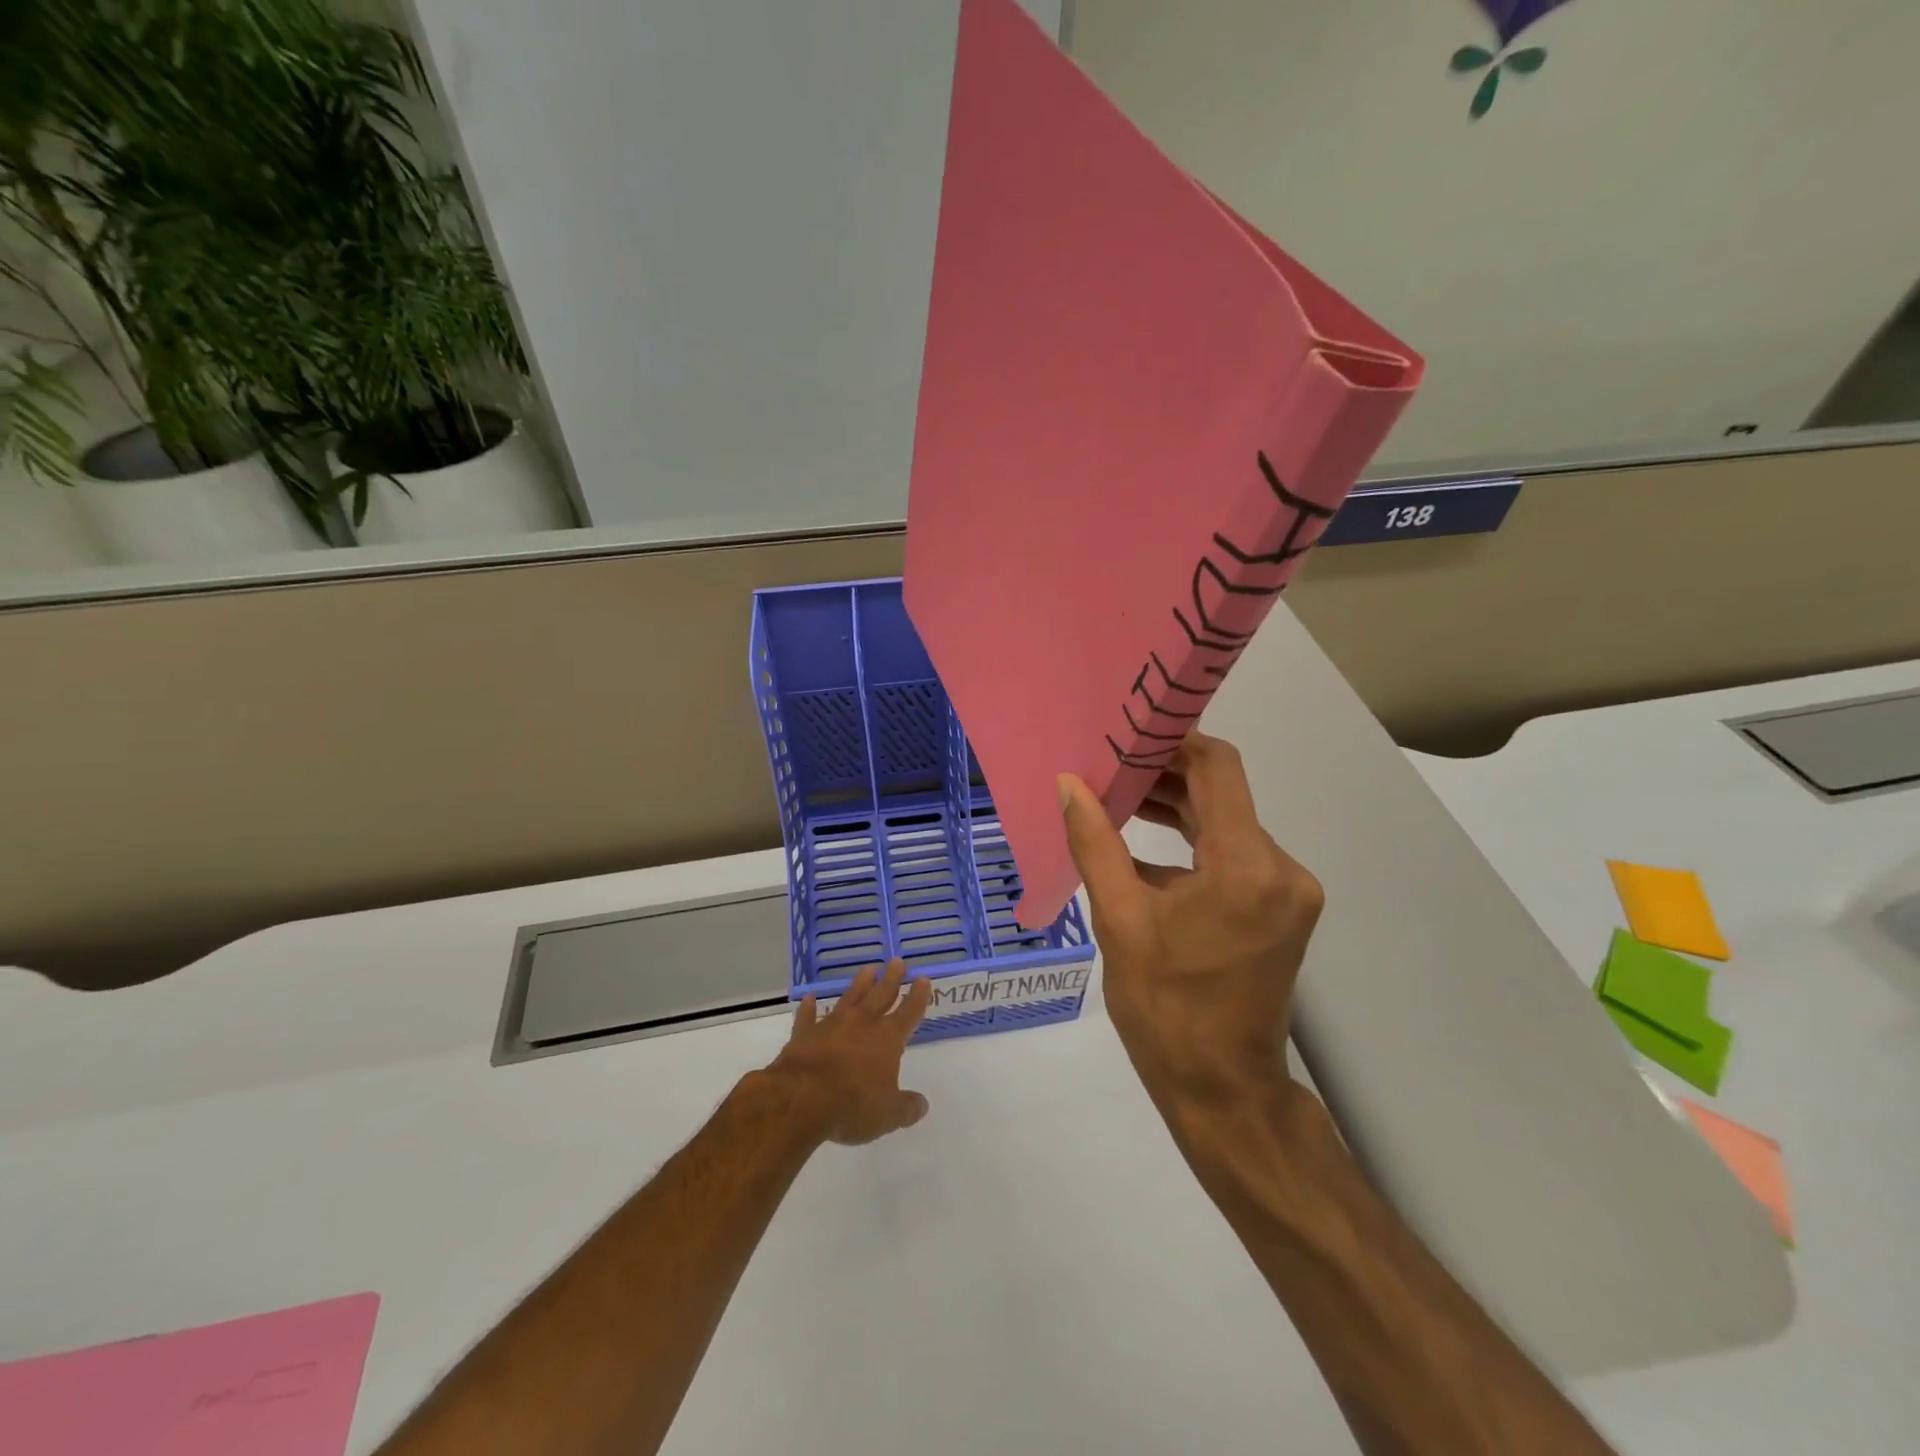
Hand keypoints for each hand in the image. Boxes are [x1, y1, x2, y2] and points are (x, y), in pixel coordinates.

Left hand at [767, 960, 932, 1144]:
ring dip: (860, 984)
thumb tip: (922, 1104)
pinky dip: (809, 1008)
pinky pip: (808, 1017)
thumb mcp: (888, 1114)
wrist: (801, 1098)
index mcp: (887, 1039)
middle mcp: (862, 1024)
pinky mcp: (804, 1035)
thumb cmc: (853, 1105)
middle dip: (891, 979)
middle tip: (897, 961)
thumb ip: (907, 1108)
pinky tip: (810, 998)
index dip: (917, 997)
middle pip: (881, 995)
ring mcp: (831, 1026)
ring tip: (868, 969)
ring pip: (849, 998)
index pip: (908, 1012)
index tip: (923, 979)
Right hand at [1059, 733, 1322, 1105]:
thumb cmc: (1164, 1008)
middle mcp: (1282, 868)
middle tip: (1109, 767)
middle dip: (1166, 777)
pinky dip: (1193, 844)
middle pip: (1223, 795)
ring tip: (1118, 800)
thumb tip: (1069, 784)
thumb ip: (1096, 843)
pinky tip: (1145, 847)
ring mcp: (1289, 890)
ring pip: (1229, 824)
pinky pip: (1235, 855)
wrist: (1222, 1088)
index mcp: (1246, 867)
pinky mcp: (1283, 908)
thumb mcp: (1119, 921)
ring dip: (1177, 810)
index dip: (1174, 743)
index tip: (1127, 735)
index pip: (1218, 769)